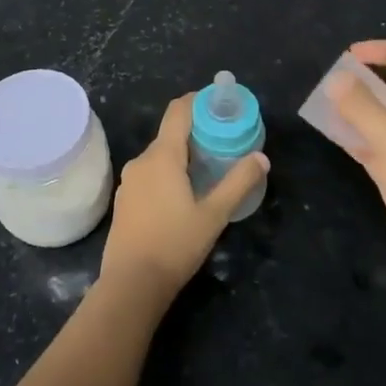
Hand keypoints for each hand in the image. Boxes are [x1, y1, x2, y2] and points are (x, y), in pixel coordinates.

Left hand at [101, 93, 268, 301]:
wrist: (131, 285)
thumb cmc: (174, 245)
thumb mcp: (214, 215)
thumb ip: (238, 183)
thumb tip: (261, 158)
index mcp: (162, 156)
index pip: (178, 111)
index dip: (198, 100)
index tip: (219, 103)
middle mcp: (141, 161)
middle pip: (170, 134)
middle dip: (196, 131)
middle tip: (224, 141)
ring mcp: (129, 181)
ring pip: (159, 156)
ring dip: (182, 154)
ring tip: (208, 168)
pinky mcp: (124, 200)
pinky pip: (150, 174)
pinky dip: (168, 173)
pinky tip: (184, 194)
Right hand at [327, 40, 385, 302]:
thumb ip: (364, 110)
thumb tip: (335, 77)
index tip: (351, 54)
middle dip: (363, 82)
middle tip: (328, 83)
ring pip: (378, 120)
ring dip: (353, 109)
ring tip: (321, 104)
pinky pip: (370, 146)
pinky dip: (351, 136)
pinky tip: (329, 133)